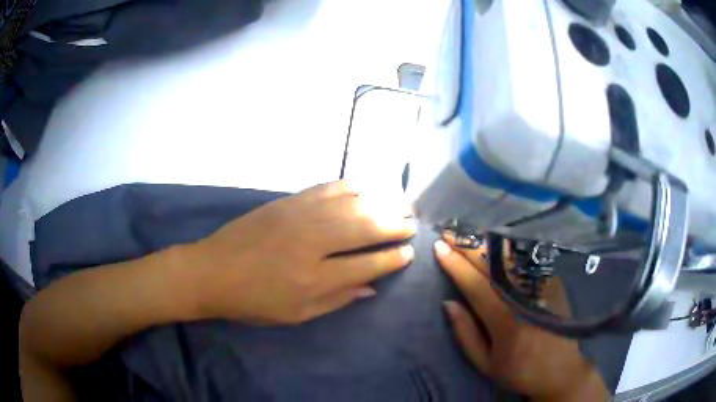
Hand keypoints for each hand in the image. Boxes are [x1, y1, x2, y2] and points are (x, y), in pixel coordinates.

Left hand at [186, 180, 416, 324]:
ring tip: (400, 203)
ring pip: (351, 205)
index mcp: (315, 279)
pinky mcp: (288, 202)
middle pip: (366, 228)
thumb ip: (336, 300)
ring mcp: (300, 217)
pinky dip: (351, 186)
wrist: (212, 271)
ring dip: (381, 202)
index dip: (392, 259)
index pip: (367, 265)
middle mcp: (313, 244)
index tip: (408, 253)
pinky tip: (366, 186)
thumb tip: (371, 287)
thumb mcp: (296, 314)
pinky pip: (327, 188)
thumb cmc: (253, 301)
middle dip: (394, 225)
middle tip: (411, 224)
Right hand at [434, 235, 608, 401]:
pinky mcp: (553, 281)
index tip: (439, 247)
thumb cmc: (519, 370)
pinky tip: (494, 246)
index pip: (476, 284)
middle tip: (450, 233)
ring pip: (510, 257)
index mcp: (505, 321)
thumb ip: (465, 333)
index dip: (456, 264)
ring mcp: (543, 286)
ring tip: (468, 235)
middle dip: (468, 246)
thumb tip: (448, 302)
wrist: (561, 369)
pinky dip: (506, 251)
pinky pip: (525, 260)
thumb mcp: (485, 363)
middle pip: (493, 264)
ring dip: (486, 243)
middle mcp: (525, 297)